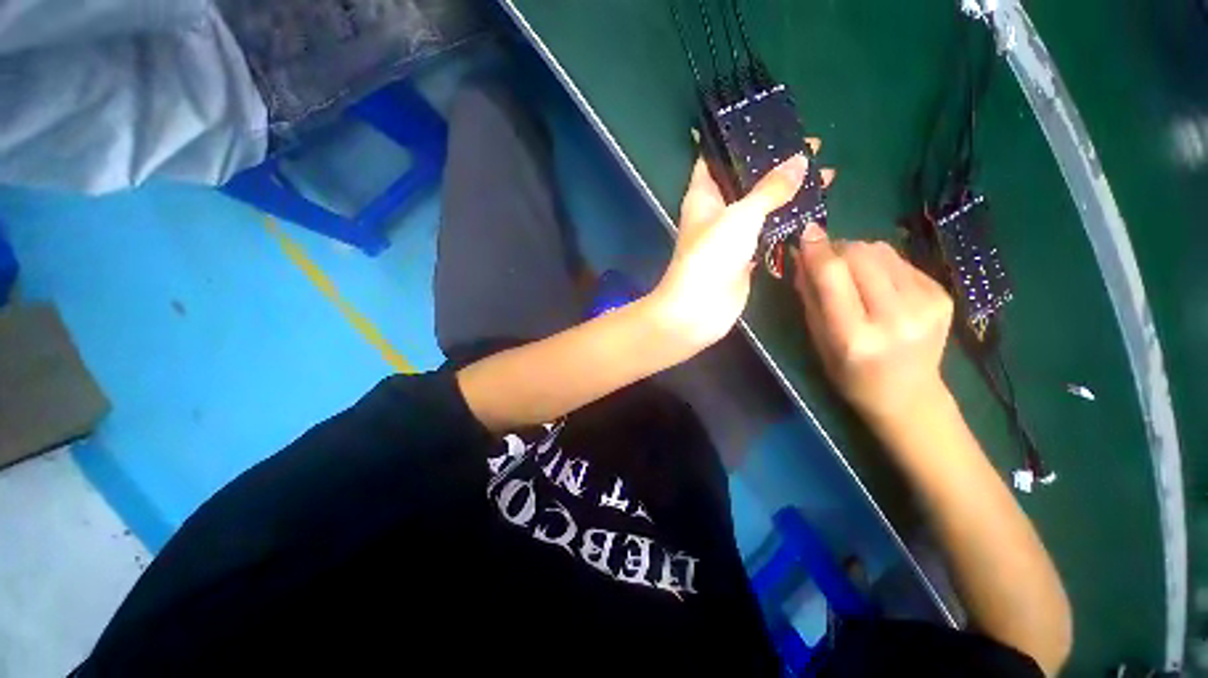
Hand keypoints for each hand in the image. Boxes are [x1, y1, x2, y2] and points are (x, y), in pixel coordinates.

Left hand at [649, 153, 809, 352]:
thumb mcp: (740, 216)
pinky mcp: (745, 257)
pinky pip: (769, 232)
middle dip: (776, 164)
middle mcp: (716, 212)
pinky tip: (814, 211)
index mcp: (703, 195)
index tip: (772, 124)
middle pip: (747, 180)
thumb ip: (769, 189)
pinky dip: (788, 222)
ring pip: (761, 207)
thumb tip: (799, 161)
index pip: (717, 157)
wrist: (698, 309)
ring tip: (824, 175)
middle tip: (814, 147)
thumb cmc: (710, 257)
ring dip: (788, 193)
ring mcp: (731, 236)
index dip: (741, 140)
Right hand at [792, 228, 954, 433]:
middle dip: (837, 249)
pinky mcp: (943, 295)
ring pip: (882, 251)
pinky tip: (877, 284)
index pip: (834, 276)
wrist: (908, 395)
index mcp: (856, 337)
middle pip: (861, 255)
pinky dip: (880, 264)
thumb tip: (803, 256)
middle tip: (826, 260)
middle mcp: (896, 317)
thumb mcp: (818, 341)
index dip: (818, 250)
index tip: (806, 232)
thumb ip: (810, 298)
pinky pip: (901, 261)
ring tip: (851, 274)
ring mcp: (927, 304)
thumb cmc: (849, 375)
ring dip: (858, 253)